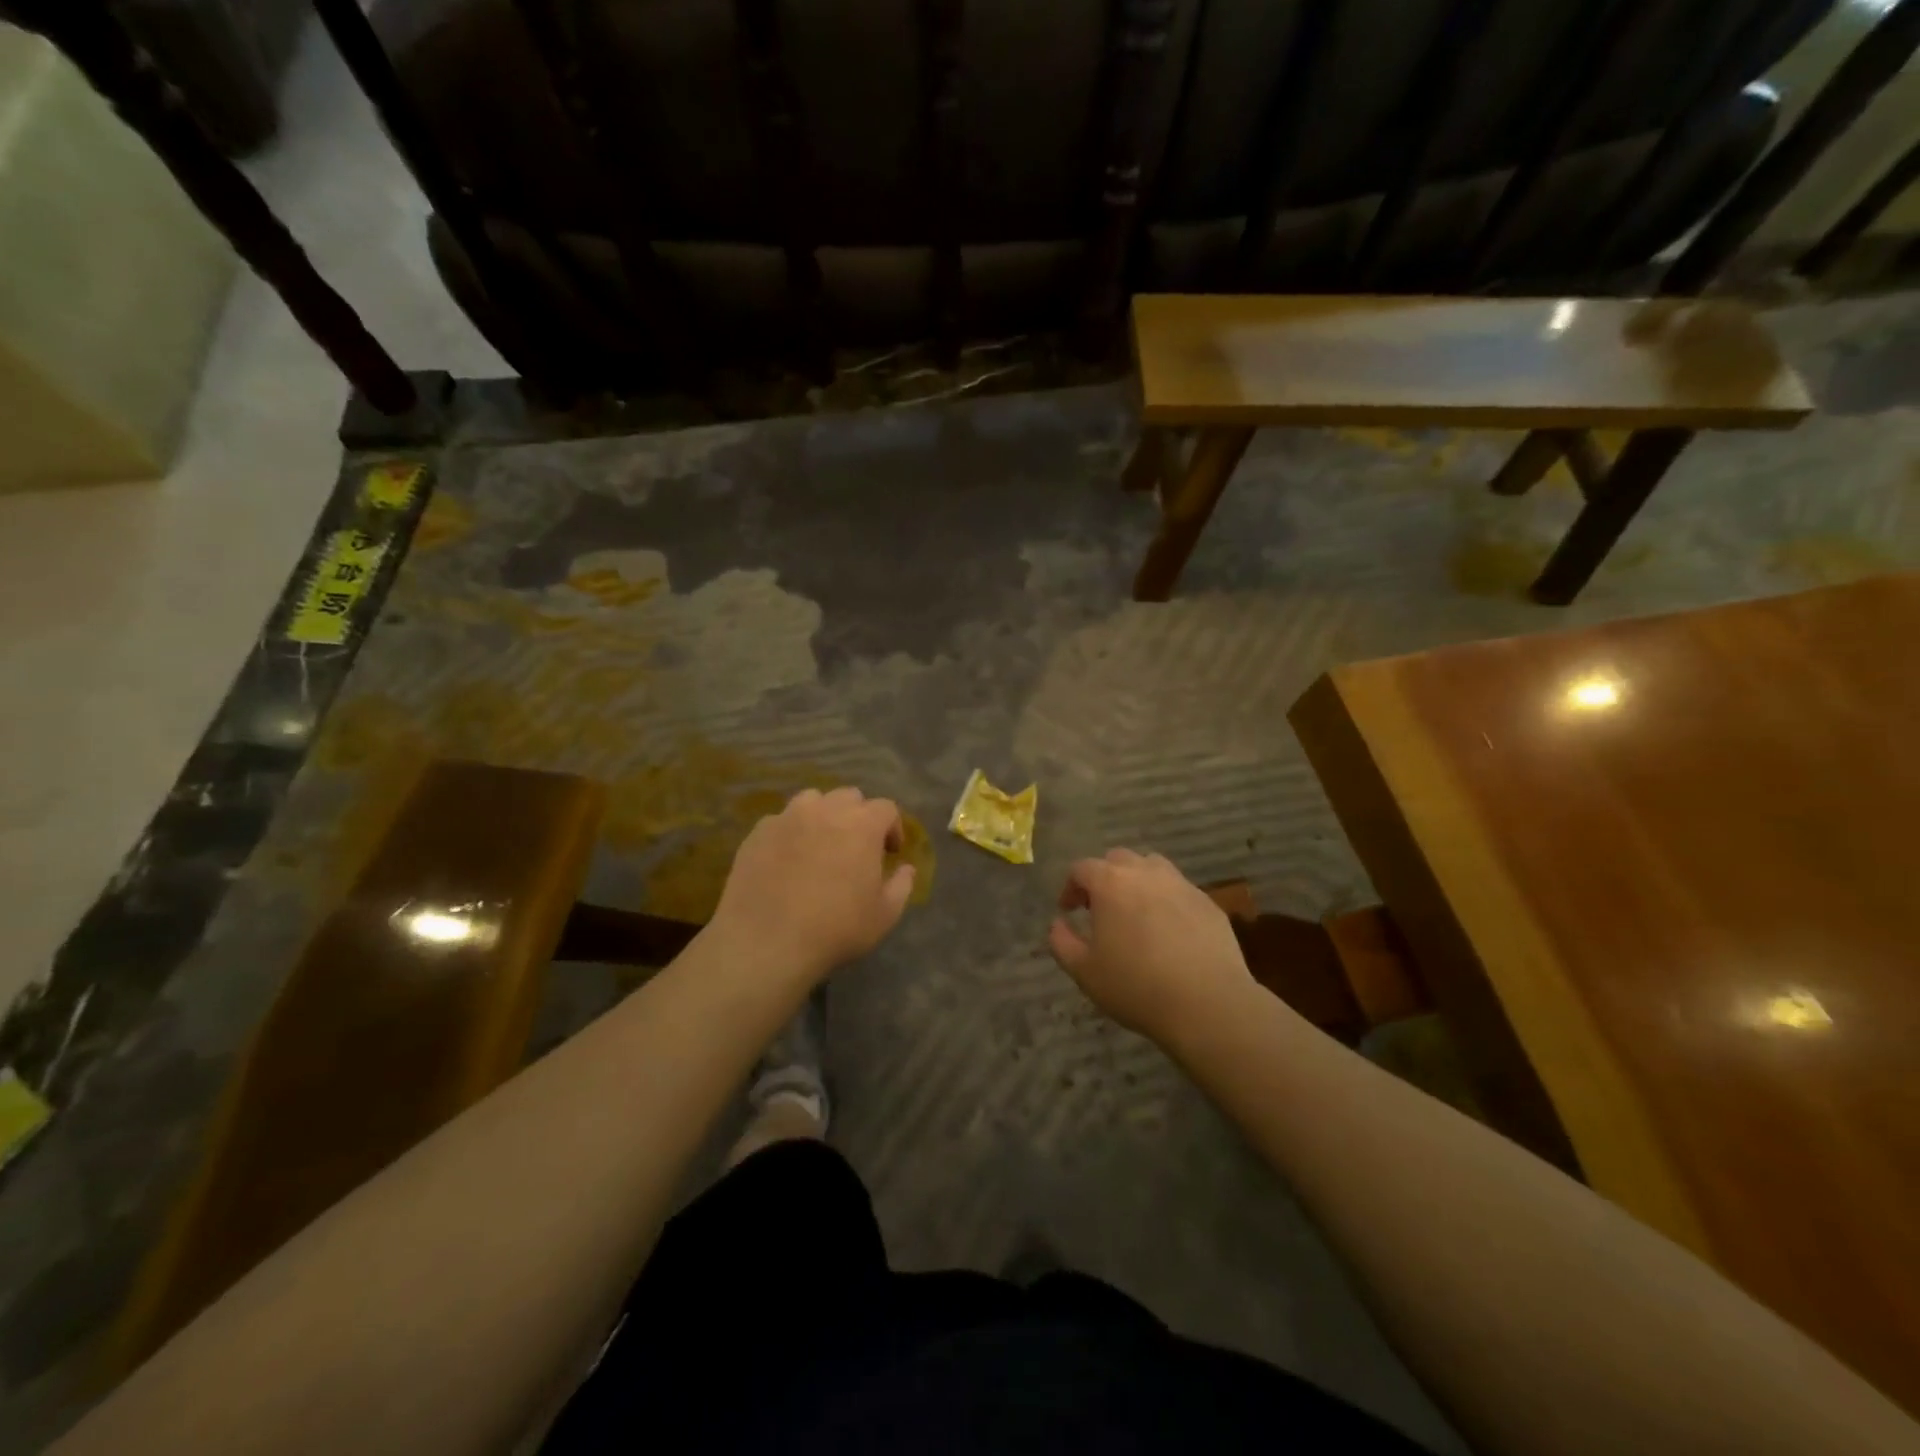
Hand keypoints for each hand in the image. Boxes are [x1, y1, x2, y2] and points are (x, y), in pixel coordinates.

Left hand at [713, 787, 915, 979]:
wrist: (766, 942)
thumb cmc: (835, 929)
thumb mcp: (884, 915)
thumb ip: (901, 885)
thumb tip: (906, 868)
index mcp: (862, 825)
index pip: (886, 808)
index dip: (892, 827)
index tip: (890, 852)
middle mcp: (825, 810)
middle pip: (849, 797)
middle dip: (858, 816)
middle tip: (856, 847)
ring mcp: (787, 818)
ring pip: (812, 801)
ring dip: (823, 816)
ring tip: (820, 844)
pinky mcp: (757, 833)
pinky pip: (780, 821)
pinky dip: (790, 832)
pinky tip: (787, 859)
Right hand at [1047, 849, 1253, 1039]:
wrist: (1208, 1004)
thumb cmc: (1136, 986)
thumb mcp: (1084, 971)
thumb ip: (1061, 942)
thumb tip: (1058, 923)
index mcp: (1110, 883)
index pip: (1082, 868)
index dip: (1071, 887)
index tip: (1069, 911)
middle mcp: (1145, 873)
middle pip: (1118, 859)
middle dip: (1104, 878)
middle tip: (1101, 909)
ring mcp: (1181, 885)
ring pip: (1152, 868)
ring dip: (1137, 882)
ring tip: (1136, 913)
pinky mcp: (1208, 902)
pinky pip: (1179, 890)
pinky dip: (1167, 900)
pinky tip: (1169, 932)